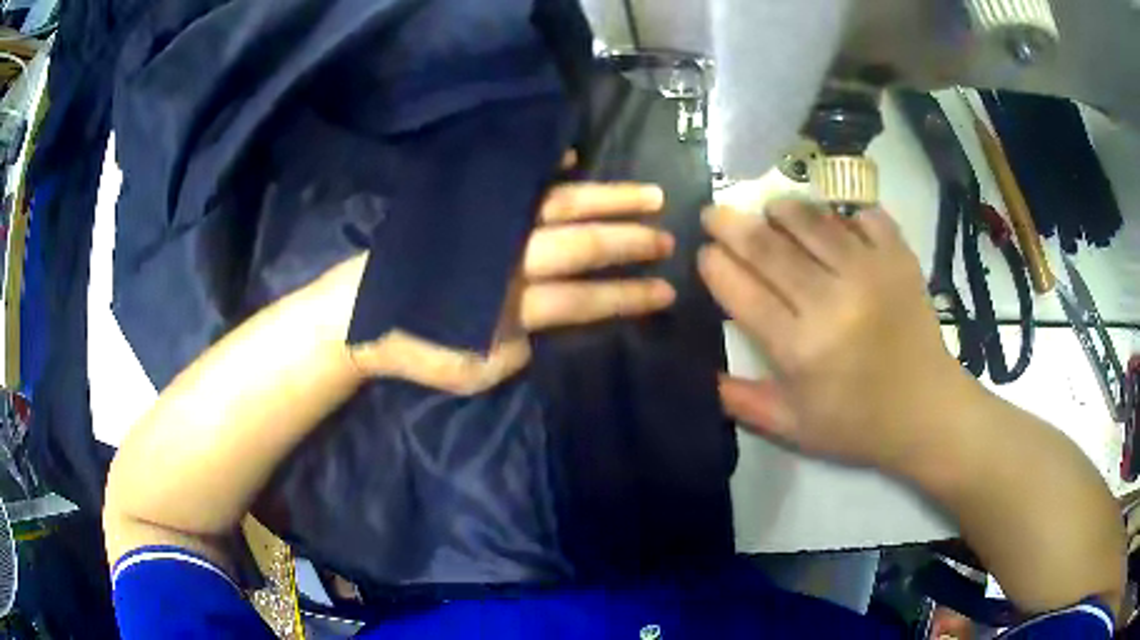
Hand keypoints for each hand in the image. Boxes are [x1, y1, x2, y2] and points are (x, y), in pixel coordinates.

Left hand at [311, 182, 675, 394]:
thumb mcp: (472, 372)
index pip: (584, 299)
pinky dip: (545, 170)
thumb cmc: (415, 349)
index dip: (629, 296)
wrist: (358, 313)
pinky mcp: (466, 208)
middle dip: (630, 242)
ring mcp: (487, 226)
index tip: (666, 291)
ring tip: (648, 194)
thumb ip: (517, 349)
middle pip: (580, 243)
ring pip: (558, 205)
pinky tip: (572, 157)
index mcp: (508, 305)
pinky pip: (512, 182)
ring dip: (607, 199)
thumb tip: (543, 319)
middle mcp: (505, 258)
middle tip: (668, 238)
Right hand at [699, 198, 969, 471]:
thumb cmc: (857, 424)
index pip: (742, 293)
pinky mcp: (898, 258)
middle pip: (769, 248)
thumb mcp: (794, 428)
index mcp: (801, 349)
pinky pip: (863, 216)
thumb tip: (702, 373)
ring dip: (782, 210)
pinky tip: (832, 222)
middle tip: (714, 213)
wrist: (926, 410)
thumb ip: (744, 402)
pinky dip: (843, 214)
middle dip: (731, 225)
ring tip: (770, 210)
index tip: (704, 253)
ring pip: (812, 221)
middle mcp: (832, 302)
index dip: (716, 266)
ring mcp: (869, 272)